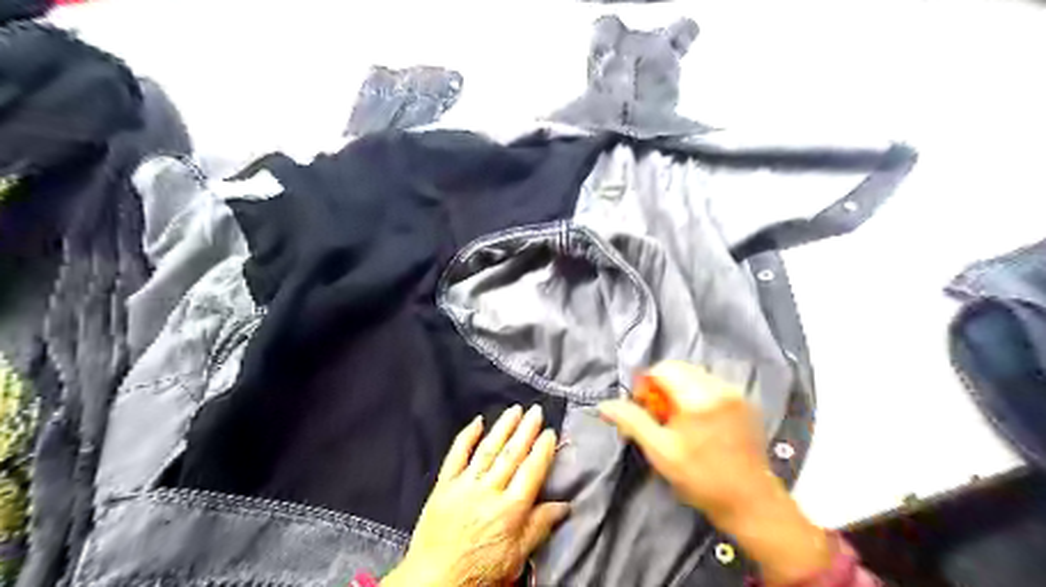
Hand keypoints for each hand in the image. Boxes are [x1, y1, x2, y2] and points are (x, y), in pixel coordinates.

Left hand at [381, 406, 568, 586]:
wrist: (434, 581)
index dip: (542, 450)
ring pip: (488, 449)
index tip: (550, 432)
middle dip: (526, 430)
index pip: (531, 471)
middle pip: (512, 454)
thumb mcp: (516, 558)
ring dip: (503, 427)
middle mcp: (489, 491)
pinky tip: (477, 421)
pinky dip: (467, 436)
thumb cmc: (479, 573)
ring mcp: (465, 485)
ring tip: (515, 410)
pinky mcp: (444, 485)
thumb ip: (539, 527)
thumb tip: (565, 505)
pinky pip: (456, 455)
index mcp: (510, 510)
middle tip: (536, 410)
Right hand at [597, 362, 834, 586]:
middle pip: (680, 368)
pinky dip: (697, 395)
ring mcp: (735, 394)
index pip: (663, 369)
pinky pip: (712, 385)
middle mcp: (719, 387)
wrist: (750, 502)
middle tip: (657, 415)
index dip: (646, 384)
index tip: (643, 408)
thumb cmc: (700, 477)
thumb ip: (632, 421)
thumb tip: (604, 405)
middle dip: (662, 386)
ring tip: (677, 420)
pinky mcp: (745, 403)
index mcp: (697, 397)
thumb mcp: (659, 451)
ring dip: (679, 390)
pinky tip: (697, 422)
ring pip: (696, 375)